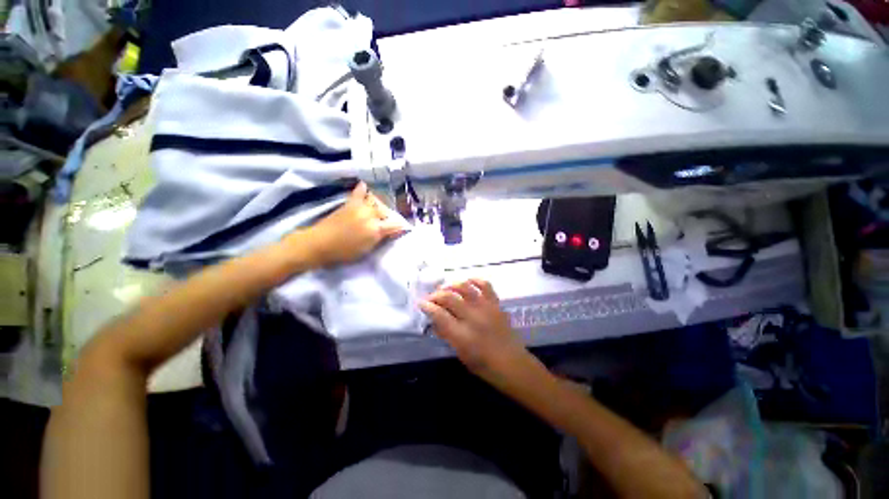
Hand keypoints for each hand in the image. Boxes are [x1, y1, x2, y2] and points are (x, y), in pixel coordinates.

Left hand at [298, 182, 406, 266]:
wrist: (319, 243)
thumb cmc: (344, 252)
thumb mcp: (366, 250)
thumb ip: (380, 239)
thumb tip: (391, 232)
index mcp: (375, 229)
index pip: (395, 225)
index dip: (401, 227)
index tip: (403, 229)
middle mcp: (370, 215)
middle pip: (386, 212)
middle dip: (388, 218)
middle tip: (386, 224)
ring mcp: (359, 207)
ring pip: (376, 202)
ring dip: (379, 207)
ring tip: (377, 213)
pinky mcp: (349, 203)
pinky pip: (358, 193)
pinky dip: (362, 189)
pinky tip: (365, 186)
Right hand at [419, 279, 531, 384]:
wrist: (512, 364)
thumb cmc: (484, 365)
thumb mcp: (460, 354)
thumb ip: (447, 335)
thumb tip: (435, 321)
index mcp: (461, 335)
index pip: (439, 314)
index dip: (427, 307)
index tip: (421, 303)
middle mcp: (472, 317)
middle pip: (449, 297)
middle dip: (436, 295)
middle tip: (432, 297)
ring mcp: (485, 308)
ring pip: (465, 287)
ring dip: (452, 285)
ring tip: (446, 289)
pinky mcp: (495, 304)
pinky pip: (485, 285)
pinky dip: (475, 280)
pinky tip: (468, 282)